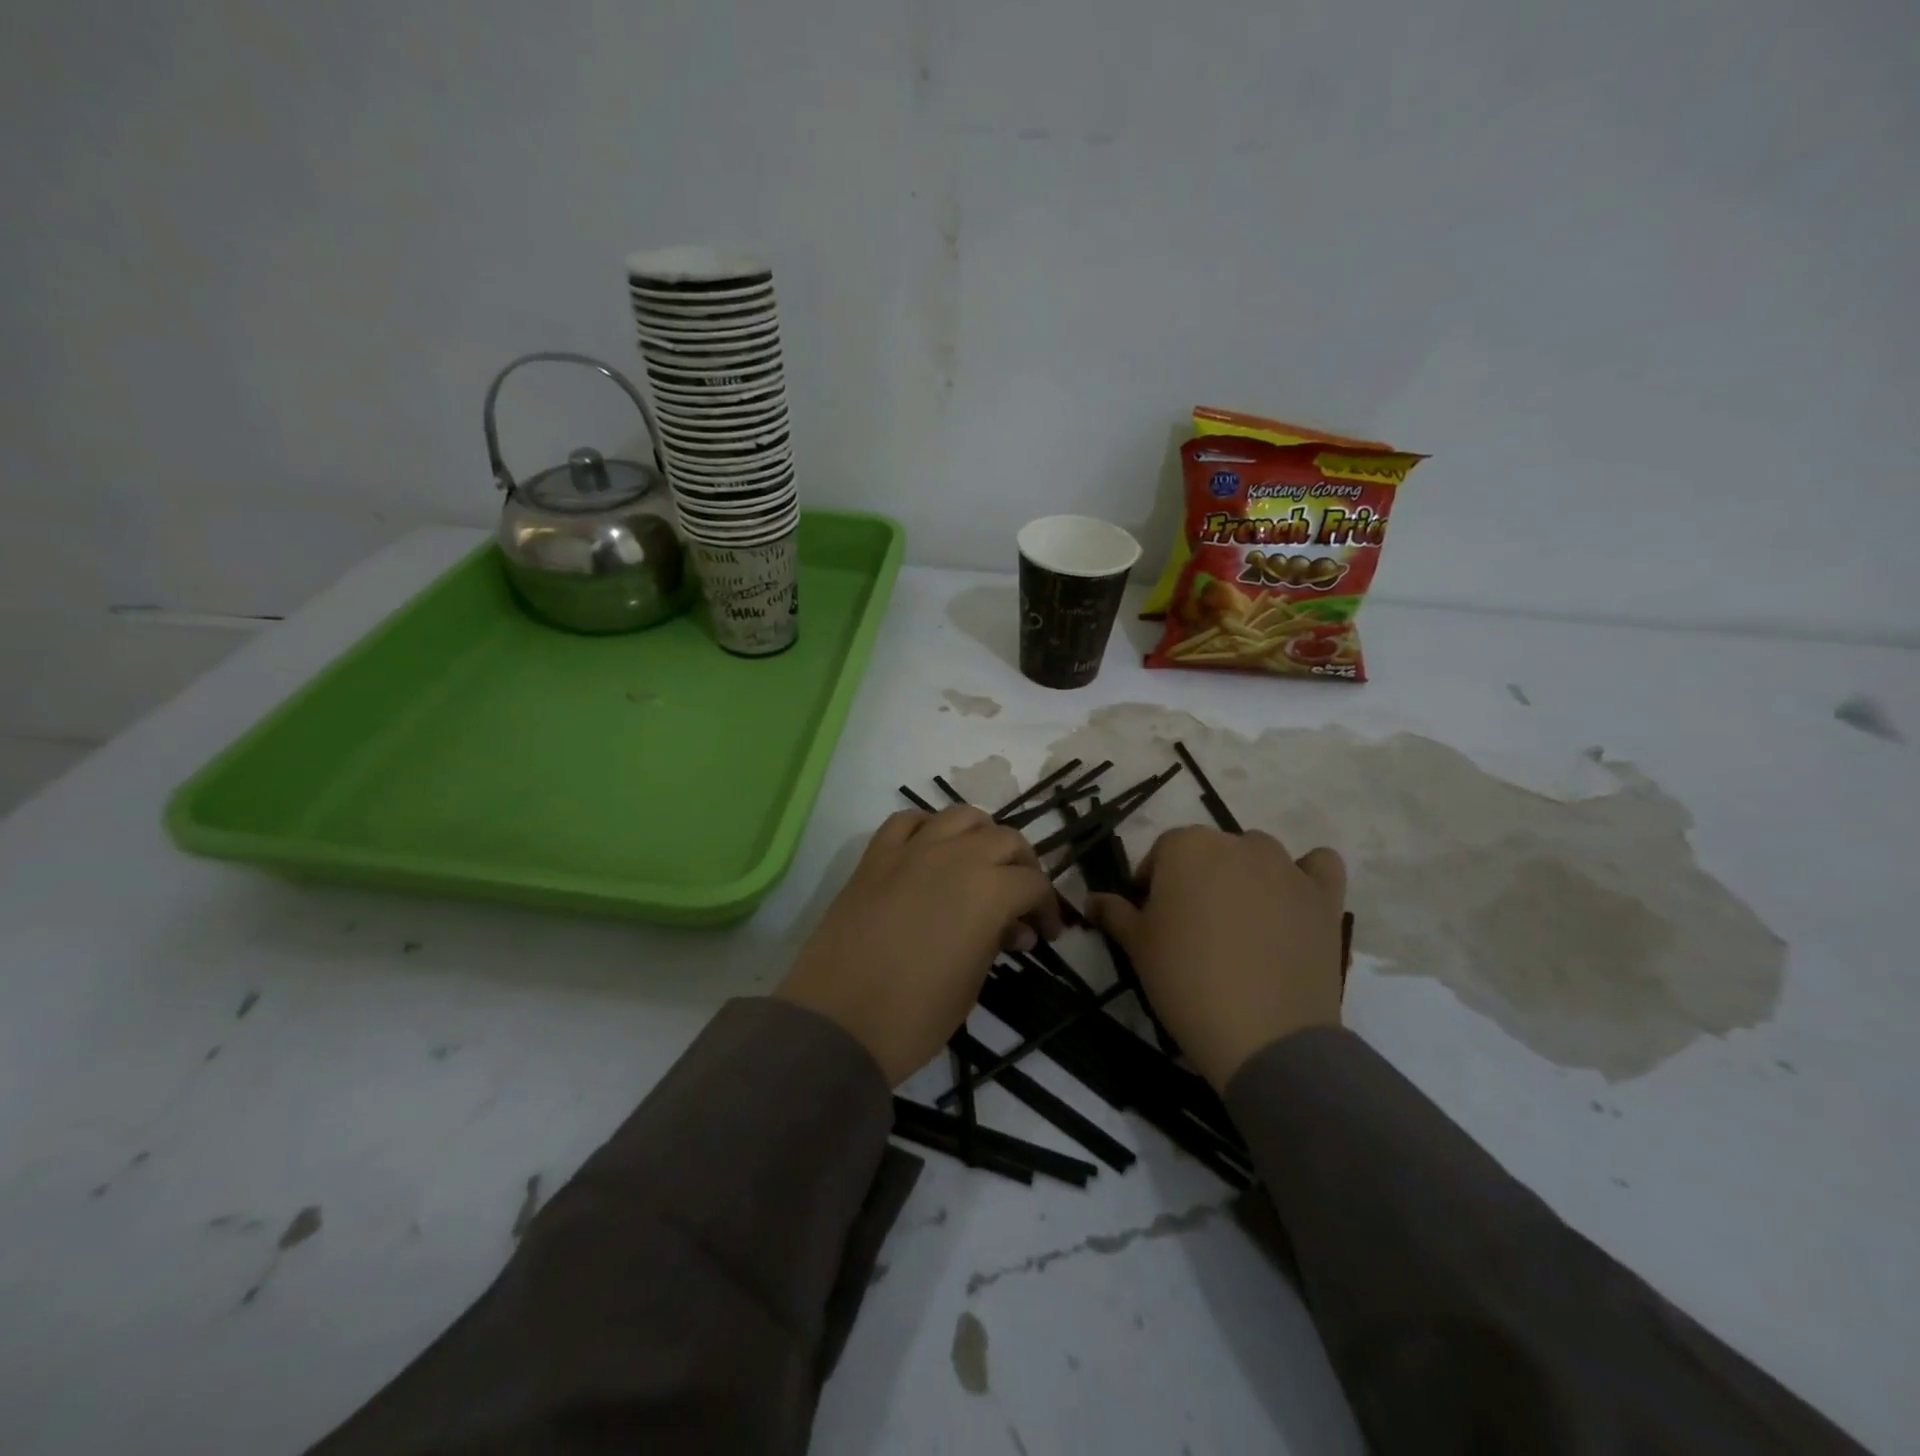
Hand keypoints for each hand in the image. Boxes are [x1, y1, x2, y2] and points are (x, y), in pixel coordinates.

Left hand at [776, 807, 1063, 1085]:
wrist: (838, 1022)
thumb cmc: (916, 1013)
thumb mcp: (973, 981)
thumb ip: (997, 941)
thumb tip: (1013, 928)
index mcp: (989, 889)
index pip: (1034, 883)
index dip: (1047, 907)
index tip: (1046, 933)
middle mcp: (956, 855)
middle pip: (1005, 839)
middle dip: (1022, 866)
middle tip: (1020, 899)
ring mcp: (911, 850)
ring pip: (960, 816)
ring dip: (981, 836)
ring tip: (980, 865)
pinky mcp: (875, 856)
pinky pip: (907, 821)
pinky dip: (928, 828)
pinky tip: (931, 851)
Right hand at [1088, 827, 1345, 1091]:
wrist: (1264, 1035)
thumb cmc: (1185, 981)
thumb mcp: (1137, 947)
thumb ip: (1114, 913)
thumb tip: (1093, 900)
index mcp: (1186, 847)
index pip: (1161, 853)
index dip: (1152, 885)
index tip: (1152, 920)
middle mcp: (1237, 843)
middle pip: (1210, 852)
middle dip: (1197, 880)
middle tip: (1193, 928)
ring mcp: (1286, 866)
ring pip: (1258, 856)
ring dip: (1246, 877)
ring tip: (1241, 925)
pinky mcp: (1324, 895)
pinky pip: (1317, 867)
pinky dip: (1305, 876)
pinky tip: (1293, 902)